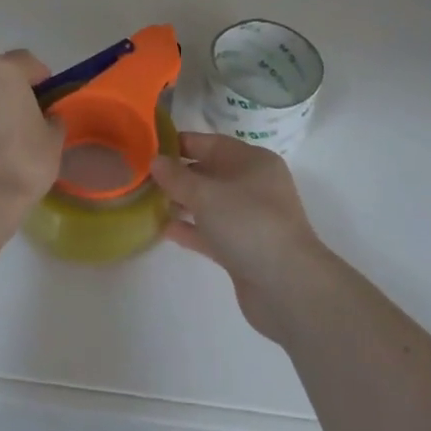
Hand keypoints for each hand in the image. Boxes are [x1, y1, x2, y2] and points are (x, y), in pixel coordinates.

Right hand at [150, 132, 333, 343]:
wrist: (288, 287)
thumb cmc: (249, 224)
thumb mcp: (207, 194)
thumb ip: (177, 178)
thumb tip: (155, 161)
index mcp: (253, 161)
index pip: (211, 143)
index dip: (180, 144)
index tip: (149, 147)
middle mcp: (253, 185)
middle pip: (210, 173)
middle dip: (178, 175)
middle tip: (142, 177)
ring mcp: (250, 219)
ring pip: (210, 204)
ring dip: (182, 203)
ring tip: (148, 202)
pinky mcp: (243, 250)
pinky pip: (211, 232)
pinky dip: (191, 229)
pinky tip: (164, 229)